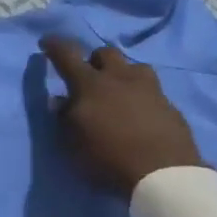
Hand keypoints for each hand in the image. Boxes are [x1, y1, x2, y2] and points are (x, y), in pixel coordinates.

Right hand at [41, 36, 204, 194]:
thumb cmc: (108, 158)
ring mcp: (149, 88)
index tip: (47, 41)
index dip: (55, 46)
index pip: (67, 55)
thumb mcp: (73, 144)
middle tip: (89, 77)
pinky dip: (141, 95)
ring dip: (123, 74)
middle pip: (106, 53)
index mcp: (90, 84)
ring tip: (119, 92)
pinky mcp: (170, 105)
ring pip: (134, 67)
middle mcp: (120, 78)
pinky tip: (140, 112)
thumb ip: (64, 118)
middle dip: (94, 60)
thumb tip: (60, 100)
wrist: (163, 174)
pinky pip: (152, 90)